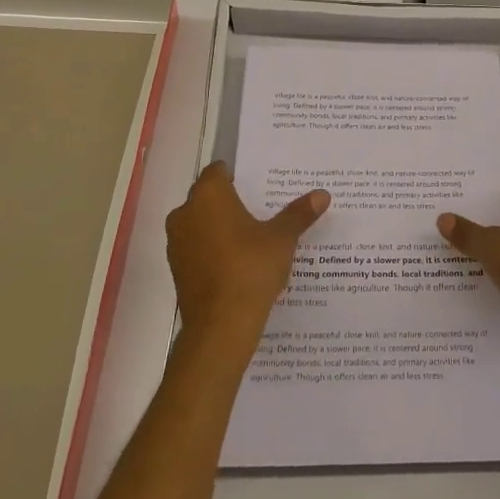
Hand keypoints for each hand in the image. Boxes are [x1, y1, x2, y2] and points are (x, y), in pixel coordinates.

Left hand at [166, 161, 328, 339]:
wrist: (220, 328)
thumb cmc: (250, 269)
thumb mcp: (281, 239)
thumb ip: (298, 214)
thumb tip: (322, 195)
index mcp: (208, 196)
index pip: (218, 171)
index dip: (238, 175)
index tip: (259, 184)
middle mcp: (185, 213)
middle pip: (208, 196)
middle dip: (231, 201)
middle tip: (262, 208)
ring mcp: (177, 243)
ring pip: (201, 223)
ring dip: (220, 226)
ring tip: (253, 236)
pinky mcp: (177, 269)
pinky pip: (197, 247)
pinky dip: (213, 249)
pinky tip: (238, 262)